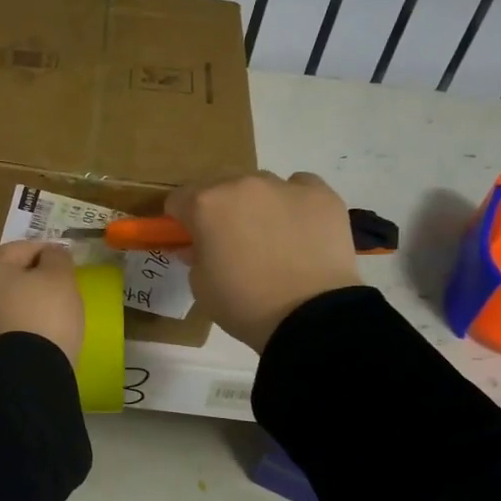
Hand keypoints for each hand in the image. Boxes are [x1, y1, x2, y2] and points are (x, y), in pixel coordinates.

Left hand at [0, 240, 84, 364]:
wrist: (27, 374)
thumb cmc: (44, 315)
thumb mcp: (60, 277)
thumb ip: (57, 258)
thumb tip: (50, 255)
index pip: (21, 249)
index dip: (47, 251)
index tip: (67, 262)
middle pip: (9, 276)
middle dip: (33, 278)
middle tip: (61, 288)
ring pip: (5, 303)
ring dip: (26, 303)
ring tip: (52, 313)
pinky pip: (5, 327)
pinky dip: (21, 325)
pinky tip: (40, 333)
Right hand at [165, 171, 361, 352]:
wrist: (310, 316)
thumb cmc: (244, 303)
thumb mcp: (201, 286)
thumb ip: (195, 256)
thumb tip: (200, 246)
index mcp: (206, 205)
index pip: (178, 199)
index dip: (180, 220)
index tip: (189, 239)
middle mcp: (243, 184)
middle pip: (220, 185)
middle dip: (218, 207)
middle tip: (229, 240)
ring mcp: (285, 186)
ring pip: (260, 185)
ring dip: (256, 204)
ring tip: (271, 238)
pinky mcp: (322, 194)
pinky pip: (300, 187)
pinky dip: (294, 203)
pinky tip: (299, 229)